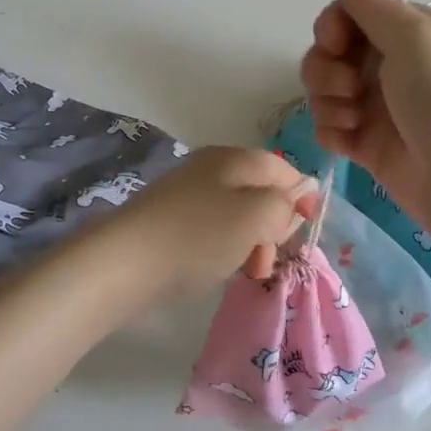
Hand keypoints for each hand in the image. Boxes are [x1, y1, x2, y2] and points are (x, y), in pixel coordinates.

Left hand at [107, 146, 317, 296]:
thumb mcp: (255, 216)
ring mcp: (187, 195)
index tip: (307, 228)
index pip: (282, 167)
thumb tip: (288, 203)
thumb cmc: (197, 236)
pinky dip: (224, 249)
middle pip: (260, 192)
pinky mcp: (170, 221)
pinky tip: (217, 269)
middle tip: (268, 258)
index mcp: (234, 158)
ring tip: (246, 271)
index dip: (301, 194)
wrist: (123, 263)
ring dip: (251, 243)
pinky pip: (212, 230)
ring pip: (237, 215)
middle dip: (274, 226)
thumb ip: (283, 205)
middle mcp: (210, 169)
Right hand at [300, 0, 430, 251]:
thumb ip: (373, 4)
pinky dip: (332, 130)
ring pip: (328, 91)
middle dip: (326, 65)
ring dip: (328, 99)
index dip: (336, 24)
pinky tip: (346, 139)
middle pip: (334, 53)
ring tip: (352, 117)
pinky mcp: (371, 148)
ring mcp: (382, 109)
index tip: (335, 39)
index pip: (356, 14)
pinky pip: (333, 129)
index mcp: (413, 33)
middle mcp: (396, 67)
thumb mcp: (415, 37)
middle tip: (347, 84)